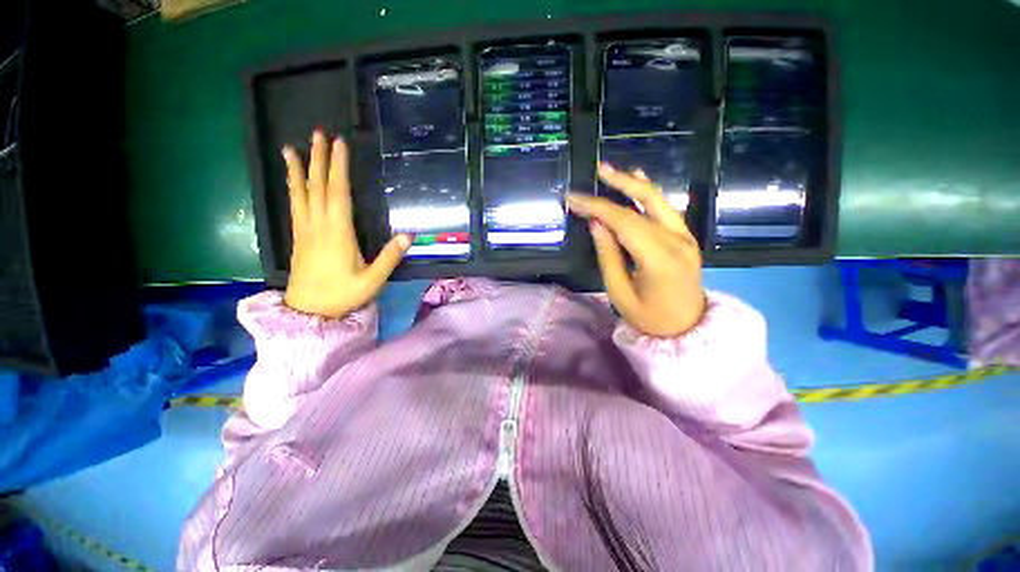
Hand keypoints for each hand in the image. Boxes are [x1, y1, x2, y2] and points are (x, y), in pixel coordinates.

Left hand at [281, 131, 409, 318]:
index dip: (339, 167)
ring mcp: (305, 231)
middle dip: (318, 159)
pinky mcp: (298, 237)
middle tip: (317, 133)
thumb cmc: (343, 295)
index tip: (339, 144)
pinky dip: (293, 189)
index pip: (338, 193)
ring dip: (298, 170)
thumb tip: (409, 235)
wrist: (308, 312)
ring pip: (300, 194)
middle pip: (317, 187)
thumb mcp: (373, 280)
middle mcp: (318, 226)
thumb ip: (390, 257)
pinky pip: (295, 206)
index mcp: (338, 233)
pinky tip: (293, 182)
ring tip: (291, 148)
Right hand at [566, 164, 705, 336]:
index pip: (624, 222)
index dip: (597, 207)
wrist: (687, 328)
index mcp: (659, 259)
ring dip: (634, 183)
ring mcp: (685, 237)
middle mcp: (677, 241)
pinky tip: (639, 180)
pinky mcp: (686, 237)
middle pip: (644, 204)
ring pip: (659, 200)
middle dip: (617, 185)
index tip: (573, 199)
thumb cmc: (648, 317)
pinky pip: (667, 209)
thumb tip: (596, 223)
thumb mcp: (619, 293)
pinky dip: (650, 193)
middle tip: (597, 170)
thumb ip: (608, 256)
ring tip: (612, 171)